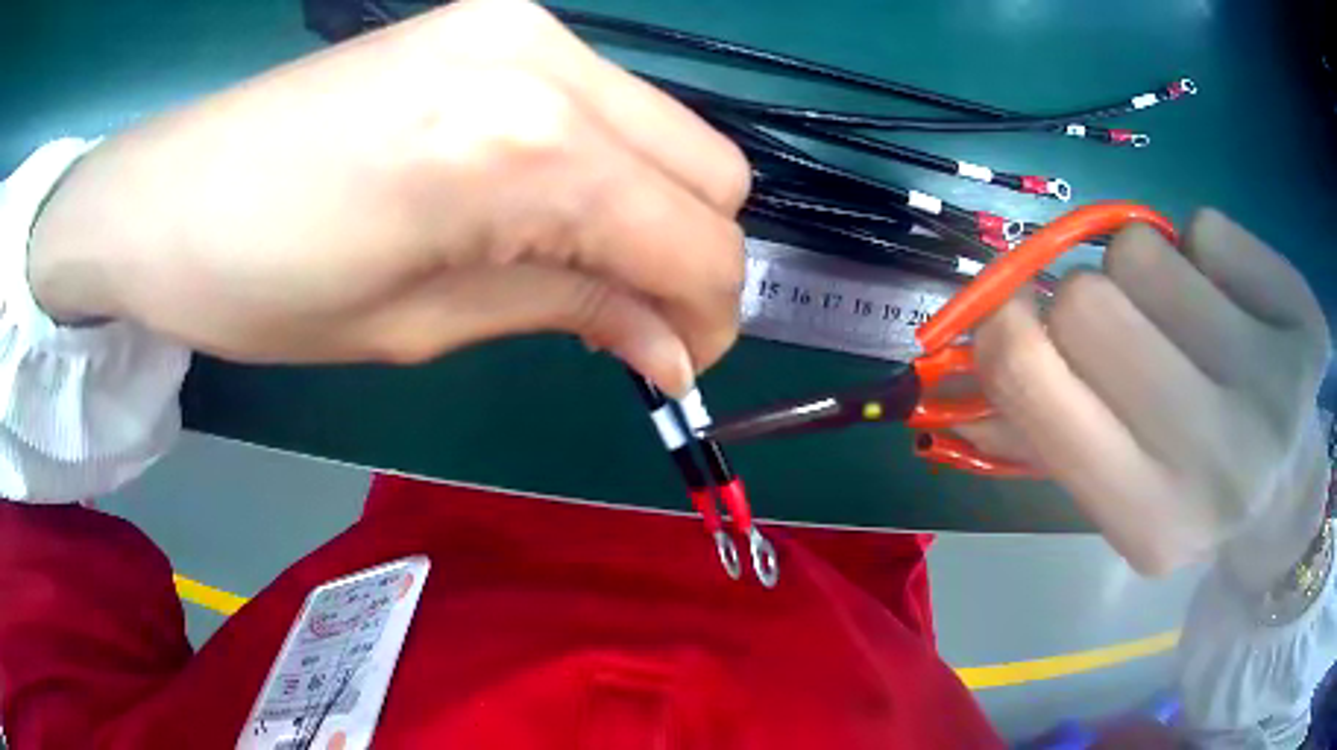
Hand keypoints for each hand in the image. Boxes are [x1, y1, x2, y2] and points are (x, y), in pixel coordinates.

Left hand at [27, 0, 748, 396]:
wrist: (165, 196)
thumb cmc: (262, 287)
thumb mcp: (417, 325)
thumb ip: (569, 310)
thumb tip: (671, 347)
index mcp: (520, 148)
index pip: (696, 239)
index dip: (708, 318)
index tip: (675, 369)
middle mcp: (546, 61)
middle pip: (712, 169)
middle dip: (694, 258)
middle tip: (632, 320)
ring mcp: (523, 26)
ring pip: (668, 130)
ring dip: (652, 208)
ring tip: (579, 264)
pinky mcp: (494, 21)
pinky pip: (606, 101)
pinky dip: (606, 162)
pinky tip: (541, 199)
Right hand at [958, 209, 1331, 578]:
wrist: (1283, 494)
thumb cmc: (1189, 491)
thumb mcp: (1113, 487)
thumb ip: (1038, 430)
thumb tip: (949, 374)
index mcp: (1149, 520)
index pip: (1033, 380)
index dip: (1002, 326)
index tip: (1013, 312)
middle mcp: (1217, 465)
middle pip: (1087, 300)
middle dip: (1084, 298)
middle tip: (1122, 331)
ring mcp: (1274, 390)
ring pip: (1145, 250)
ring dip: (1145, 272)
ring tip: (1183, 323)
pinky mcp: (1304, 326)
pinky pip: (1206, 229)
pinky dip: (1203, 255)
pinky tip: (1231, 307)